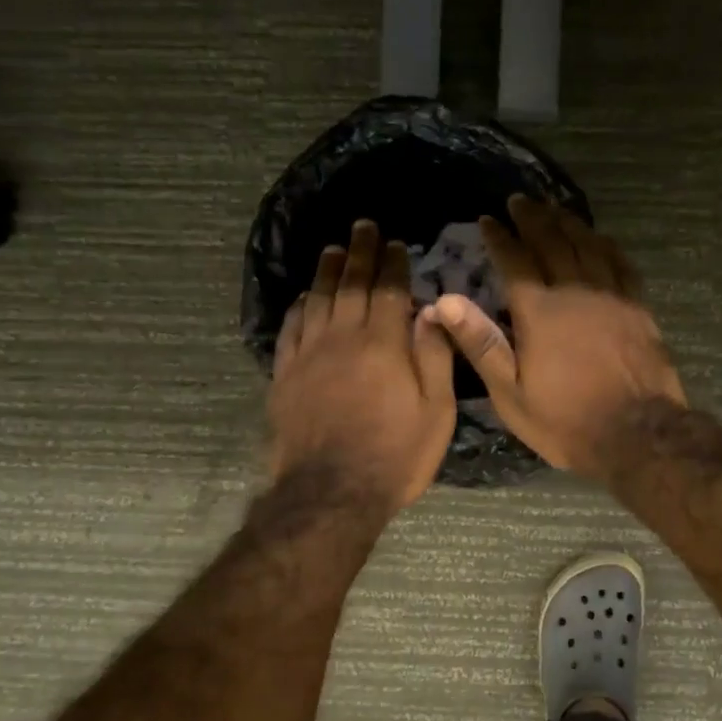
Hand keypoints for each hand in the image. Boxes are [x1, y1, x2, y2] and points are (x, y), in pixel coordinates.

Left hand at [269, 219, 457, 511]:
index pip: (389, 290)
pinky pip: (291, 328)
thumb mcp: (436, 411)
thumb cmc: (396, 454)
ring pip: (317, 299)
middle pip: (350, 284)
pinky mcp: (285, 375)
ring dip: (327, 271)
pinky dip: (299, 306)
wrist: (331, 493)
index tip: (395, 244)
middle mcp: (342, 338)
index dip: (393, 264)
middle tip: (362, 227)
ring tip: (333, 249)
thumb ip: (434, 355)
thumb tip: (433, 309)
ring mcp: (308, 355)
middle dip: (359, 253)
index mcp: (383, 344)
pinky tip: (304, 296)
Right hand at [423, 195, 685, 477]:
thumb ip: (481, 343)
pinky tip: (599, 238)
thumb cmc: (566, 420)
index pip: (514, 261)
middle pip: (551, 243)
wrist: (637, 434)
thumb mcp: (511, 393)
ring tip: (554, 208)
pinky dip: (606, 245)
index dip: (500, 238)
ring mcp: (611, 296)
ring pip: (587, 246)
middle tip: (519, 201)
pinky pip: (620, 264)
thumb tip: (445, 300)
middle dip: (532, 219)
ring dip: (567, 223)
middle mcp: (575, 292)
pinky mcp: (638, 308)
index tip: (489, 219)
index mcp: (539, 312)